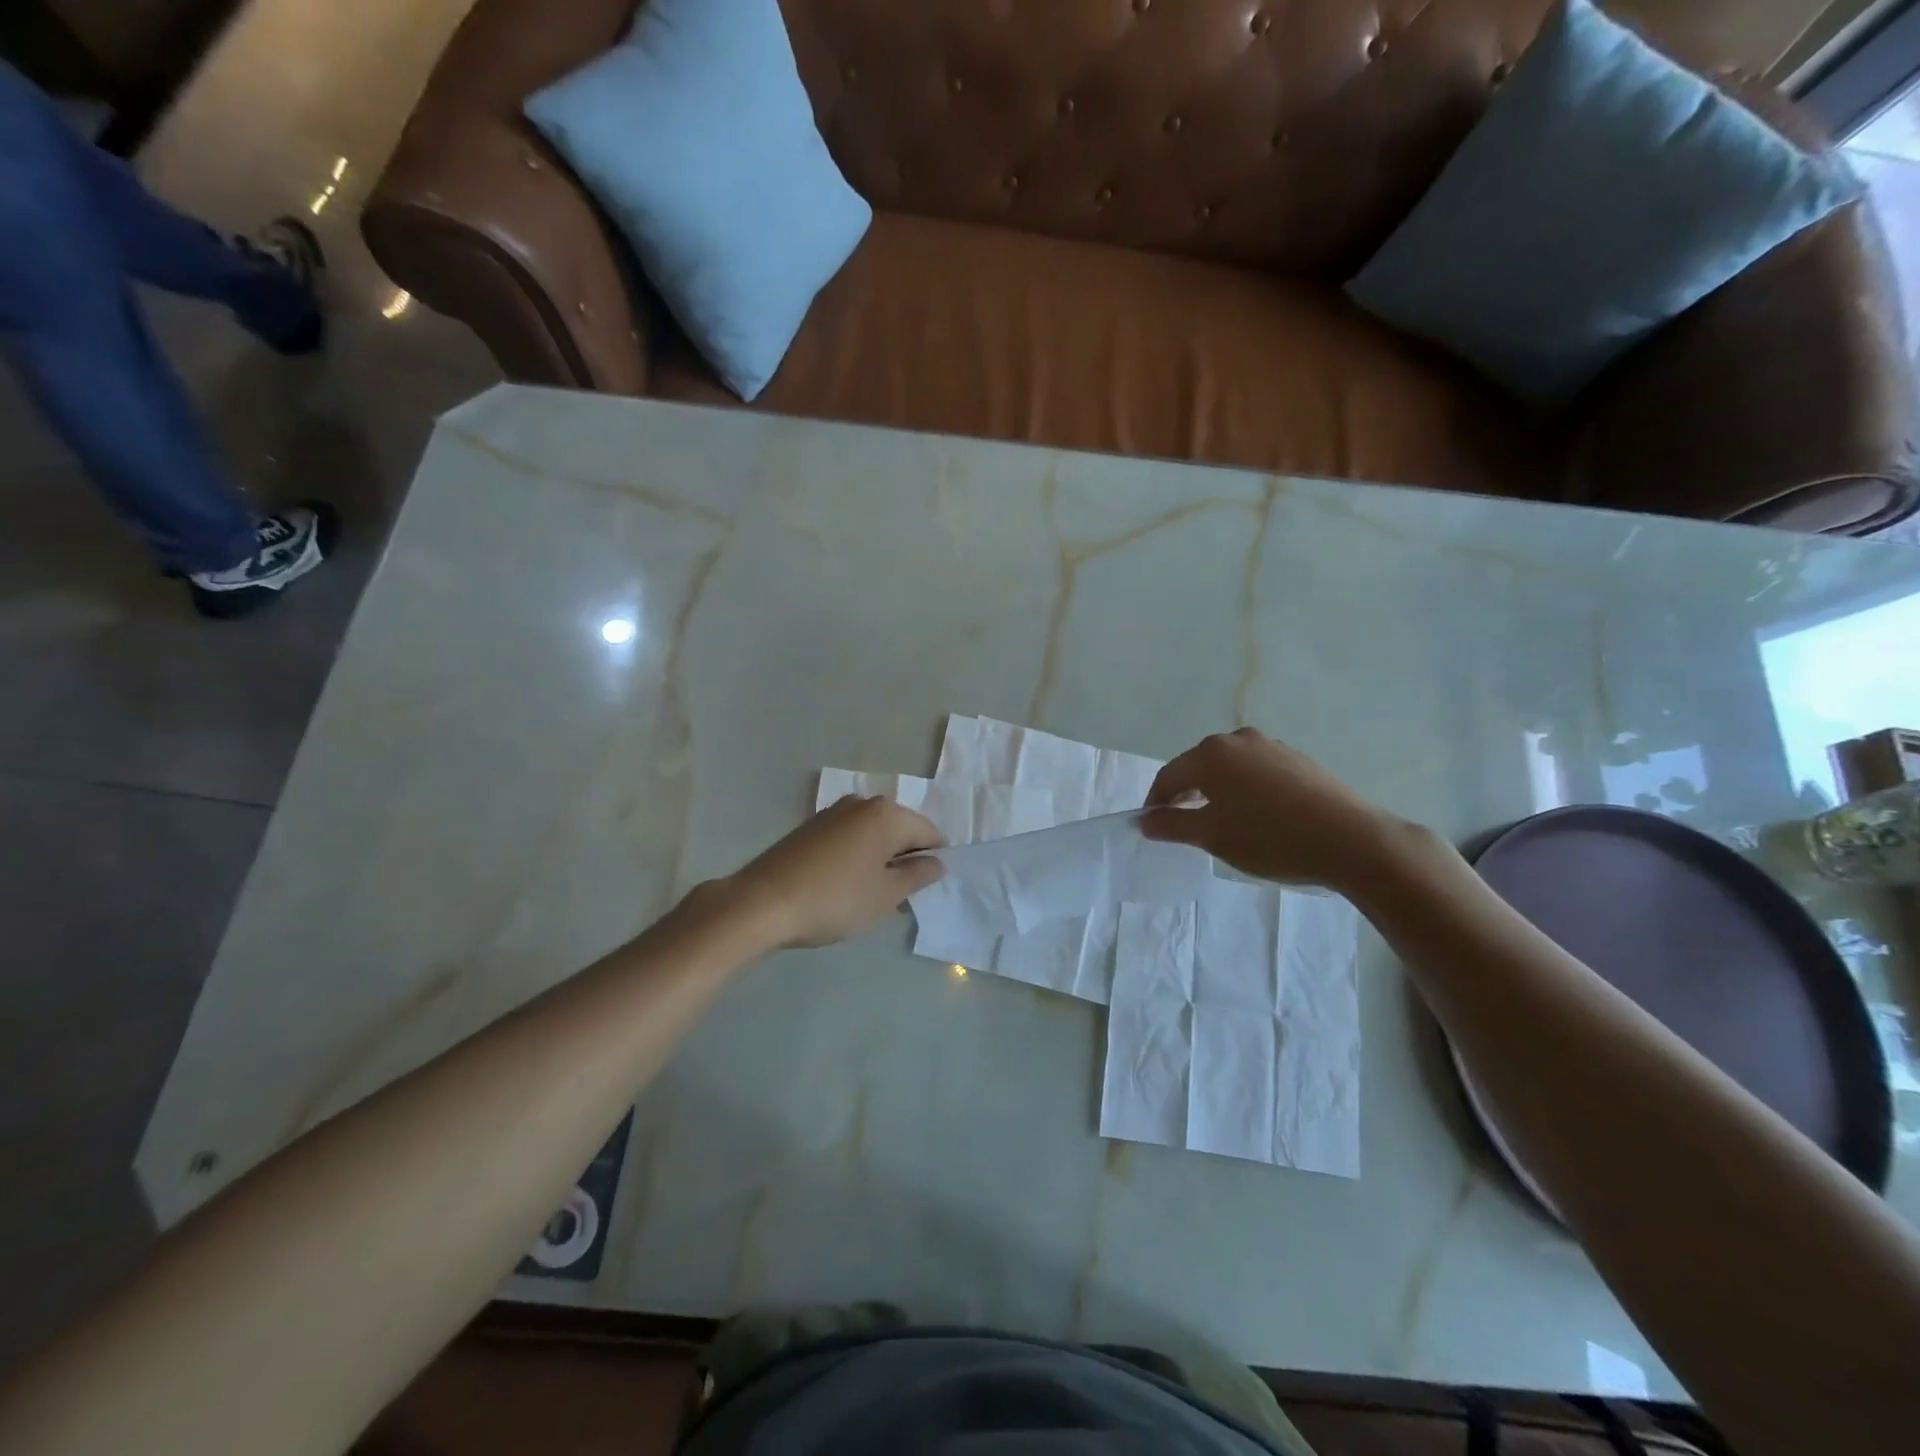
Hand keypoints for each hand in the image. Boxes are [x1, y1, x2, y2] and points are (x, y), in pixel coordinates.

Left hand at [727, 795, 946, 947]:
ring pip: (873, 835)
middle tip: (899, 899)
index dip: (934, 862)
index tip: (924, 891)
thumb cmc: (835, 899)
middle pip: (901, 830)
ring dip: (880, 861)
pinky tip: (846, 887)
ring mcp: (833, 813)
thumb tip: (936, 862)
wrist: (763, 902)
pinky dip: (857, 858)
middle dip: (905, 861)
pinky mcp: (811, 827)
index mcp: (887, 814)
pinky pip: (850, 838)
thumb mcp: (886, 895)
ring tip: (871, 898)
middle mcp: (862, 803)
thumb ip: (917, 875)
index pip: (929, 833)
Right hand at [1141, 727, 1408, 890]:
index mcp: (1211, 754)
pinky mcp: (1297, 760)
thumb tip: (1146, 821)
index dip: (1156, 802)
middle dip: (1186, 794)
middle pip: (1198, 766)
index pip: (1169, 776)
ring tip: (1221, 822)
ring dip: (1216, 792)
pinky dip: (1245, 790)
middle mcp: (1238, 739)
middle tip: (1183, 825)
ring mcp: (1271, 746)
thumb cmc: (1269, 837)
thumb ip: (1172, 825)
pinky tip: (1256, 816)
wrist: (1350, 840)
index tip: (1152, 827)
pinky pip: (1256, 772)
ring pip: (1229, 768)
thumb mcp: (1212, 836)